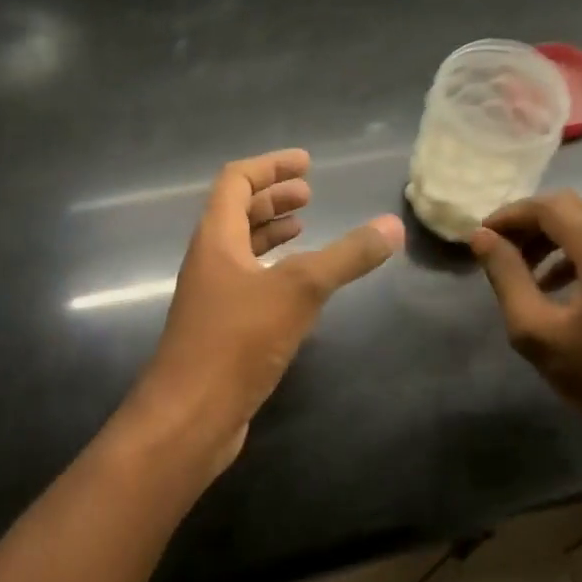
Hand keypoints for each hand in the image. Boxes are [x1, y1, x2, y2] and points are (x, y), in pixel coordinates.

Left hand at [124, 149, 403, 475]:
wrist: (188, 419)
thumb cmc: (237, 342)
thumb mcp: (299, 290)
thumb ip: (347, 256)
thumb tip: (393, 226)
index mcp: (216, 239)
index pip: (236, 181)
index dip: (270, 166)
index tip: (306, 163)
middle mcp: (210, 261)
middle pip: (236, 212)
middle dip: (273, 197)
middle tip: (309, 193)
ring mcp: (213, 297)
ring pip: (242, 248)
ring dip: (271, 231)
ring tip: (306, 226)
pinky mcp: (223, 328)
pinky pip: (249, 281)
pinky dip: (274, 269)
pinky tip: (299, 284)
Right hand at [470, 191, 581, 459]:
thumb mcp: (535, 331)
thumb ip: (506, 276)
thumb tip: (481, 237)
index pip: (549, 208)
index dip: (511, 215)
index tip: (483, 236)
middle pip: (569, 207)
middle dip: (529, 222)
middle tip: (500, 249)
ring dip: (551, 235)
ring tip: (522, 268)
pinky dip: (574, 248)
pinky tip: (554, 282)